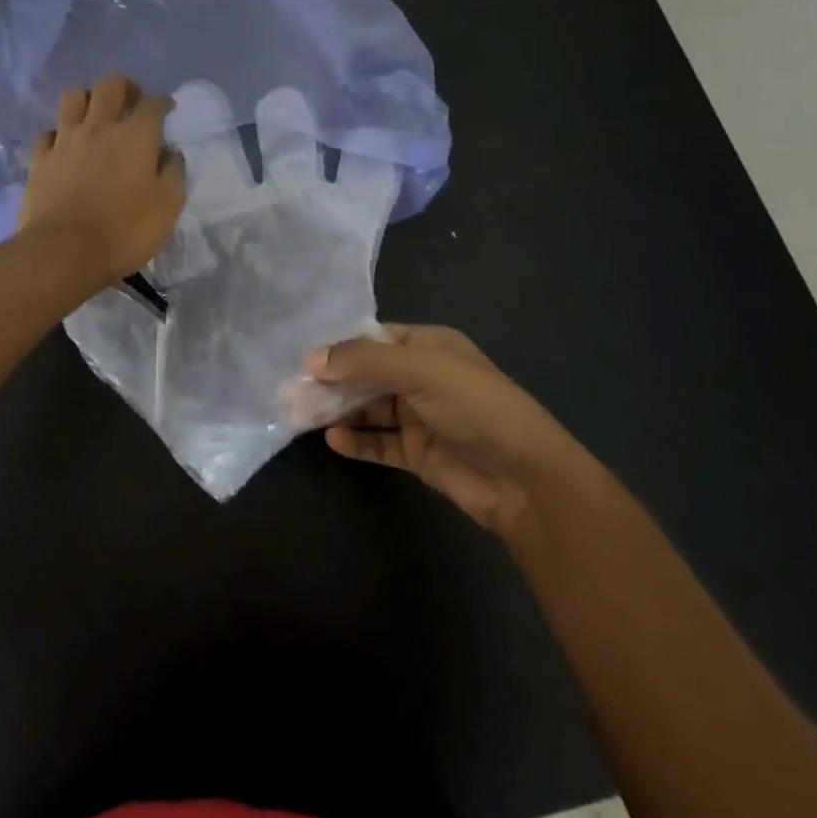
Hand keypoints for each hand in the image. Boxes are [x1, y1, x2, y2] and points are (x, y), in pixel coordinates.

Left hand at [19, 74, 187, 282]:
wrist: (64, 251)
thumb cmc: (124, 231)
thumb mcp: (168, 207)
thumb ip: (174, 173)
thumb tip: (171, 153)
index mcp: (135, 136)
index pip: (152, 103)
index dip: (162, 102)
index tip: (167, 109)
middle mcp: (99, 127)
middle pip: (110, 85)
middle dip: (125, 87)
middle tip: (131, 103)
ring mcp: (65, 140)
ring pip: (73, 96)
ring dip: (88, 99)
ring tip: (95, 115)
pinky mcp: (40, 158)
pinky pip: (48, 132)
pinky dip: (59, 133)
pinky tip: (65, 146)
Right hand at [307, 324, 571, 540]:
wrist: (525, 479)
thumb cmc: (475, 407)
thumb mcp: (420, 370)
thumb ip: (364, 362)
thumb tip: (310, 361)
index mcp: (429, 345)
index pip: (373, 339)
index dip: (339, 348)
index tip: (302, 360)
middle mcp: (423, 376)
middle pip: (367, 374)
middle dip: (332, 382)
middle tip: (291, 392)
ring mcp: (421, 416)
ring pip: (369, 408)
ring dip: (338, 411)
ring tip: (301, 416)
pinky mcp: (419, 453)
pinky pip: (379, 442)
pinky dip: (357, 441)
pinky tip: (334, 440)